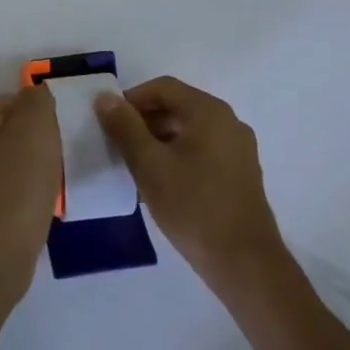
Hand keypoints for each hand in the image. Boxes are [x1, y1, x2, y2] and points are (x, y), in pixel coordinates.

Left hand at [0, 87, 61, 304]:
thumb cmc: (17, 181)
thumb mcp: (35, 125)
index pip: (10, 100)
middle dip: (36, 140)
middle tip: (62, 153)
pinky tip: (42, 204)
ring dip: (32, 168)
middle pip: (9, 132)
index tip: (61, 128)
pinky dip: (26, 194)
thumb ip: (37, 100)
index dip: (39, 111)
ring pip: (9, 162)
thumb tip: (35, 95)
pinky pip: (8, 190)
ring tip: (56, 180)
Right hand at [95, 76, 293, 298]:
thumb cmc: (193, 206)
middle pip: (177, 106)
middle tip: (116, 144)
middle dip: (143, 120)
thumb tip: (105, 97)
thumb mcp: (149, 165)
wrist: (244, 262)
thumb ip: (125, 127)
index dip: (132, 99)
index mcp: (209, 112)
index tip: (108, 122)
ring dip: (158, 139)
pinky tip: (159, 182)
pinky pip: (201, 149)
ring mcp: (238, 148)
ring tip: (134, 165)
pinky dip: (177, 155)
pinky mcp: (240, 173)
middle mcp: (229, 122)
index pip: (163, 87)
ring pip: (188, 130)